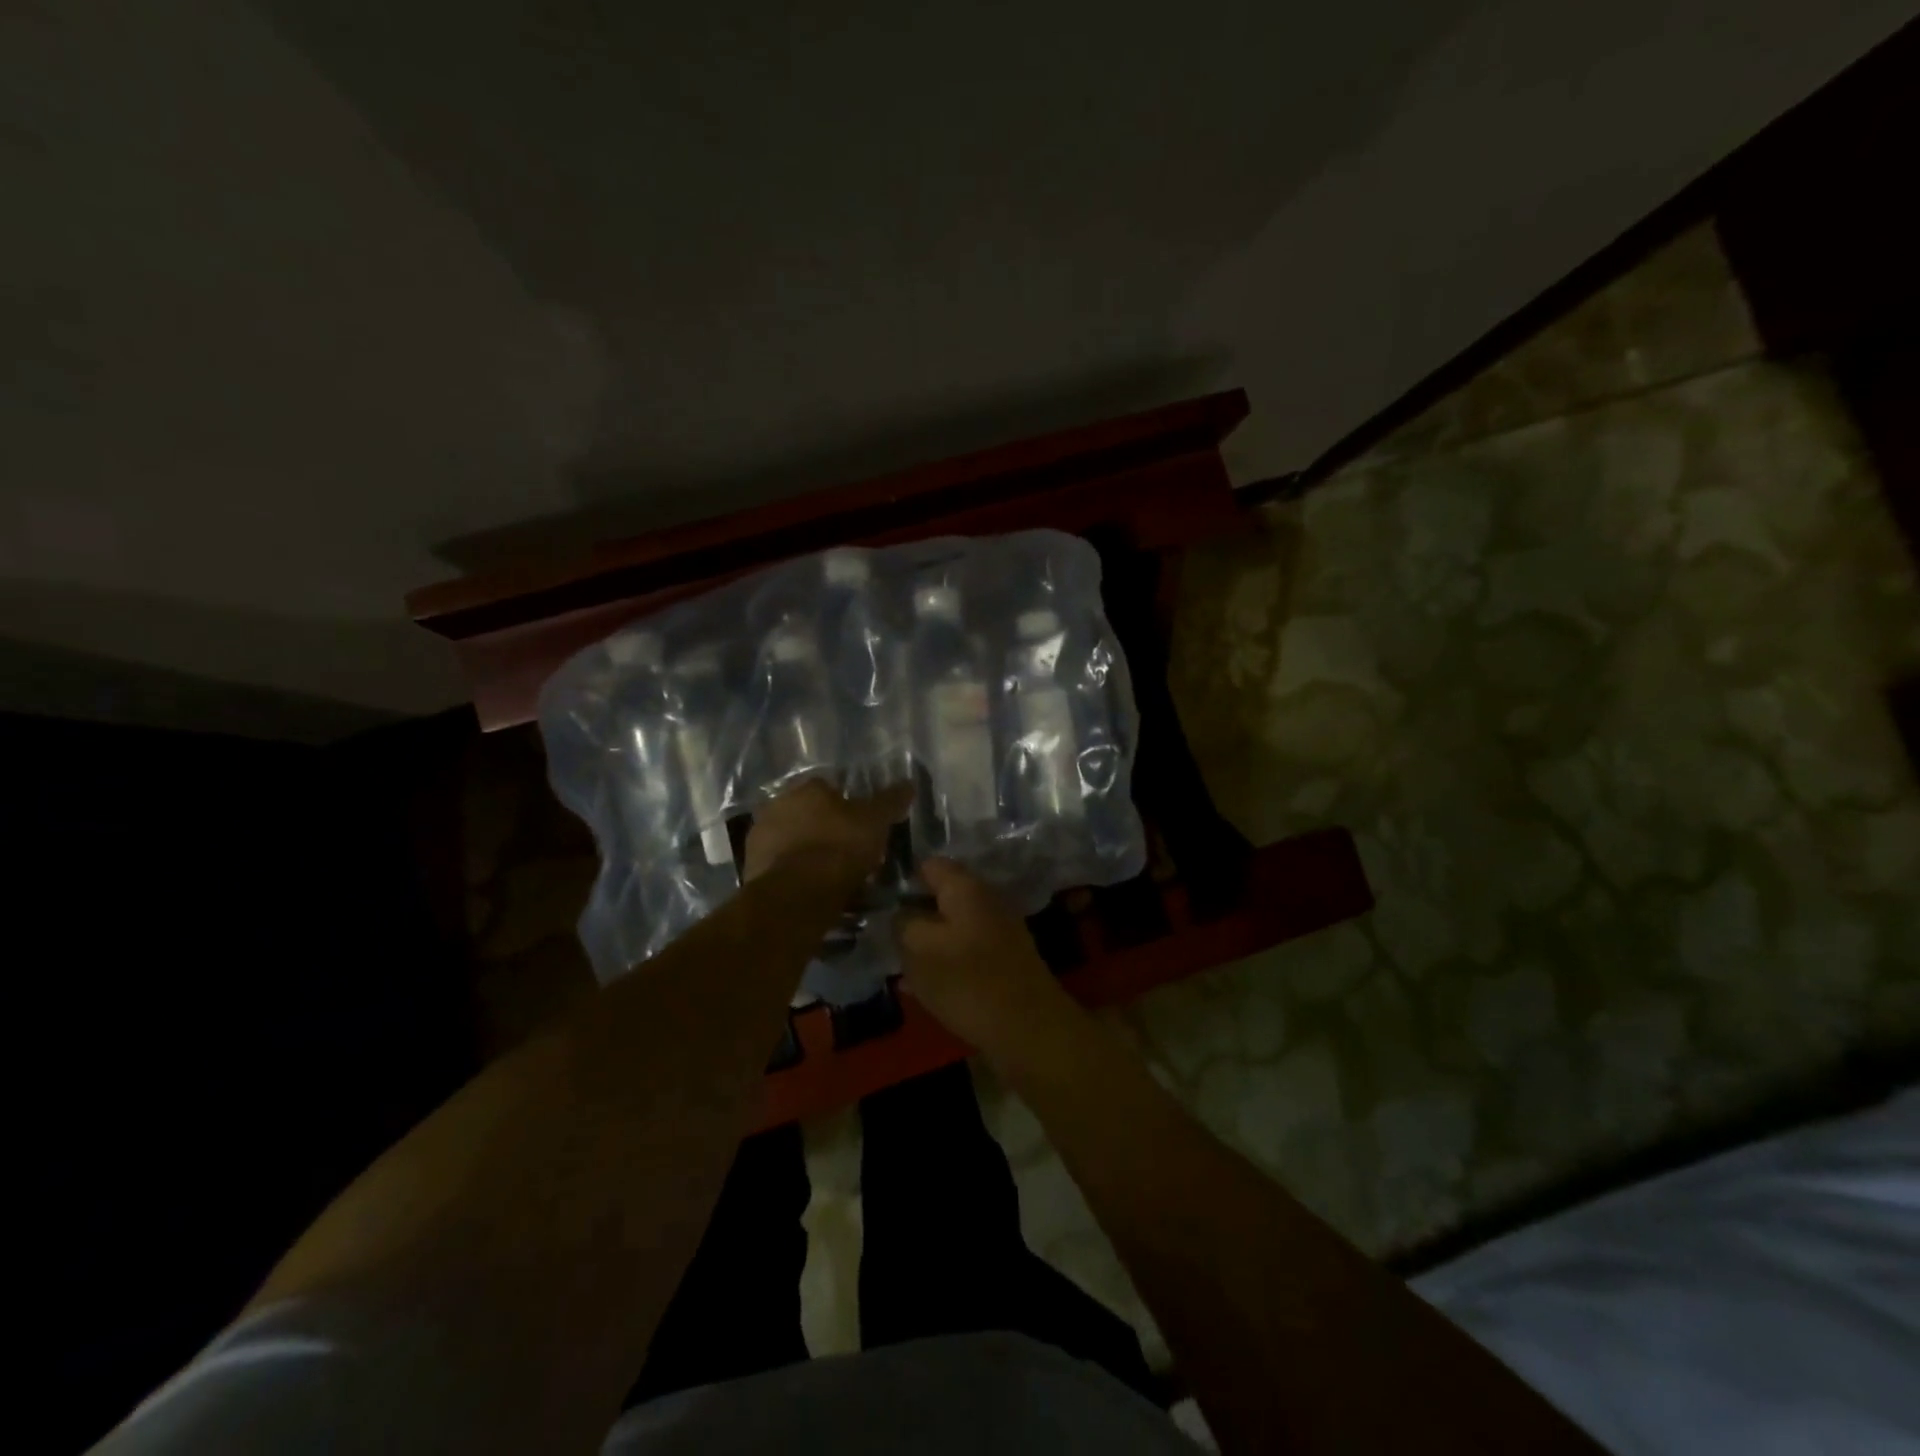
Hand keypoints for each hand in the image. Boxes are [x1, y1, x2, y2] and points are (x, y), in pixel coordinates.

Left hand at [743, 778, 911, 885]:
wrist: (796, 894)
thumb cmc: (839, 848)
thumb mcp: (875, 822)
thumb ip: (890, 801)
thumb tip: (909, 783)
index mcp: (807, 788)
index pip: (830, 789)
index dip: (848, 808)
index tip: (861, 828)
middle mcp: (778, 804)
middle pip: (809, 815)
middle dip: (826, 830)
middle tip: (850, 853)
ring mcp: (760, 837)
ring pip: (794, 841)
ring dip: (810, 853)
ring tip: (833, 877)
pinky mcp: (751, 868)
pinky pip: (783, 867)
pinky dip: (797, 875)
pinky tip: (813, 891)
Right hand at [896, 858, 1076, 1053]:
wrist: (1029, 1029)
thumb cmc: (968, 982)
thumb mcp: (919, 949)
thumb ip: (903, 923)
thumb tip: (901, 913)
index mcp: (965, 887)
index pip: (928, 864)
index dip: (900, 878)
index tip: (877, 900)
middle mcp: (985, 900)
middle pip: (940, 896)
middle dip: (912, 914)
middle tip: (884, 936)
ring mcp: (998, 931)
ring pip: (950, 927)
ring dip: (926, 942)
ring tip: (899, 964)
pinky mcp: (1003, 960)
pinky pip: (964, 952)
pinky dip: (944, 963)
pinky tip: (922, 987)